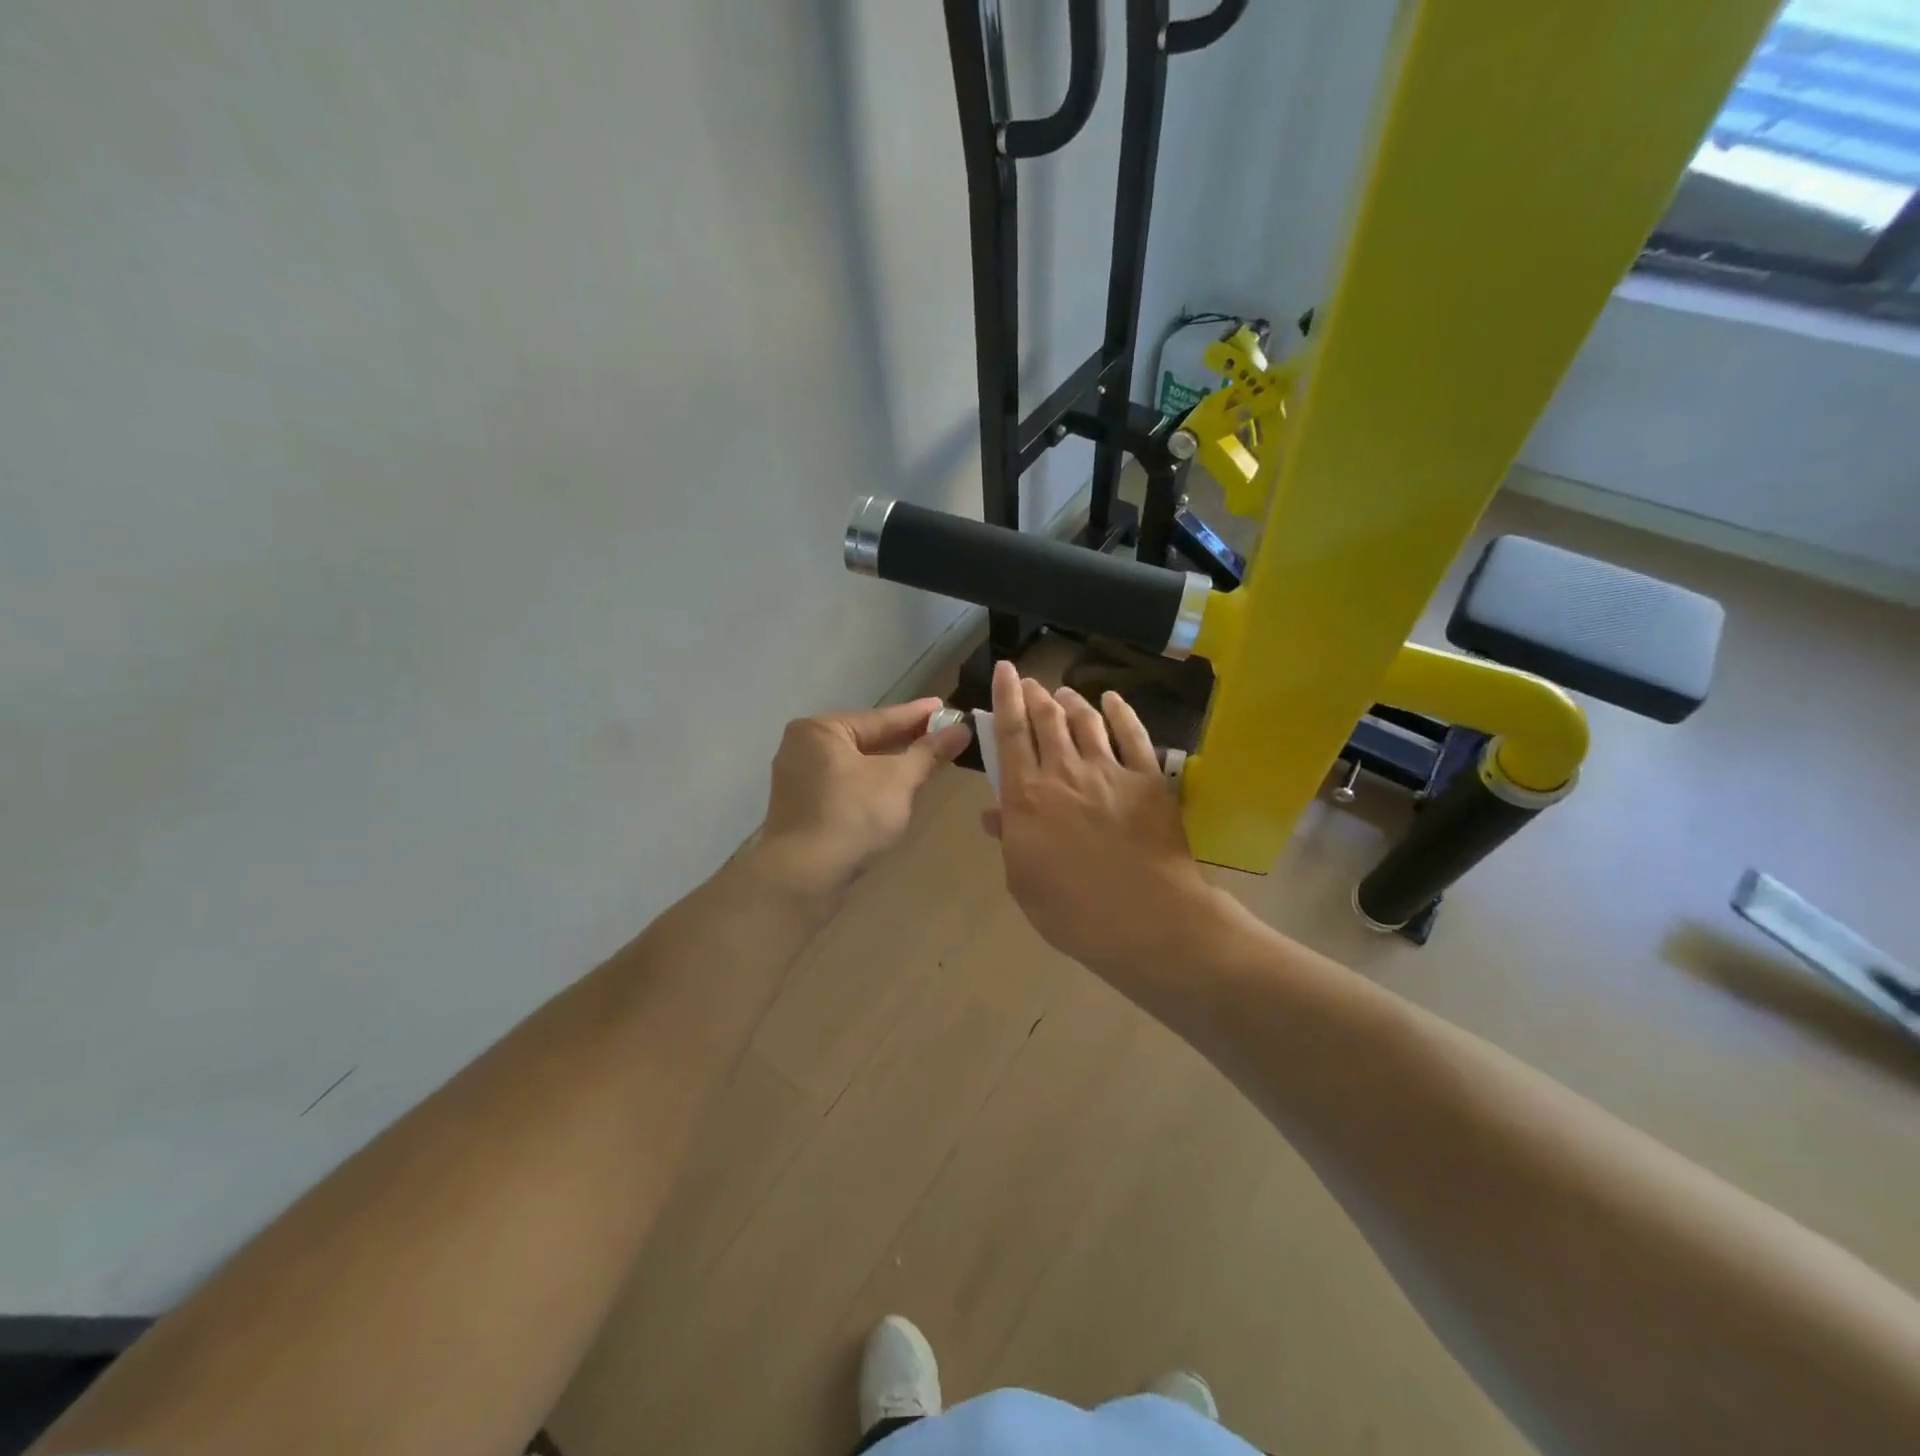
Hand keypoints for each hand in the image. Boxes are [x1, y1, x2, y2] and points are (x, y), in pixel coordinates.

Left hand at [752, 698, 972, 898]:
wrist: (804, 877)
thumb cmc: (852, 816)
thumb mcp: (898, 780)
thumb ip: (929, 752)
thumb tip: (962, 729)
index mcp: (820, 730)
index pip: (880, 718)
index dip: (918, 715)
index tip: (946, 707)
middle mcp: (802, 748)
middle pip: (866, 740)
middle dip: (905, 741)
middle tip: (943, 734)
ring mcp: (798, 780)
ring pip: (856, 765)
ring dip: (890, 765)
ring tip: (926, 760)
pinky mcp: (802, 809)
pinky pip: (845, 786)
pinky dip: (871, 786)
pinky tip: (895, 790)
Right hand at [985, 660, 1218, 982]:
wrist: (1146, 919)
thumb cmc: (1073, 911)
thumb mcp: (1023, 881)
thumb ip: (1009, 840)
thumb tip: (993, 813)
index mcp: (1028, 796)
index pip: (1011, 734)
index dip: (1005, 697)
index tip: (1003, 670)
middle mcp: (1064, 772)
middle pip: (1048, 719)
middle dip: (1036, 694)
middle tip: (1031, 683)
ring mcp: (1109, 771)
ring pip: (1086, 720)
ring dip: (1072, 700)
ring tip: (1064, 691)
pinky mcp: (1148, 779)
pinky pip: (1133, 734)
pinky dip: (1121, 712)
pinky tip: (1112, 700)